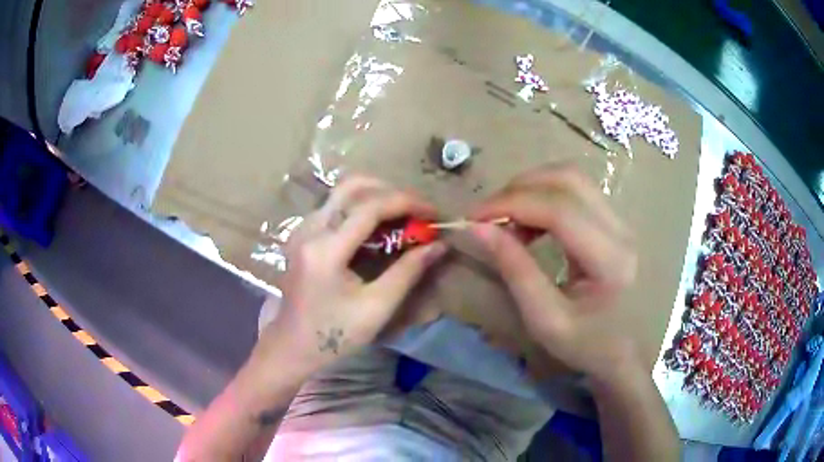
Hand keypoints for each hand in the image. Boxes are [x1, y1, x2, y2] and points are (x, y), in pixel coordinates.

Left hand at [266, 176, 446, 369]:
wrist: (291, 347)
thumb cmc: (334, 334)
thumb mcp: (376, 307)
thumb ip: (408, 272)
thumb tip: (438, 245)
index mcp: (325, 249)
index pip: (370, 207)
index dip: (407, 203)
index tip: (433, 213)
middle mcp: (310, 229)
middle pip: (352, 186)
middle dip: (390, 191)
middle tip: (416, 212)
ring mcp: (302, 229)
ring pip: (342, 193)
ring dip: (376, 197)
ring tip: (402, 218)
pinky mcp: (302, 235)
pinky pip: (334, 206)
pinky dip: (361, 208)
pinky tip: (377, 228)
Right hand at [468, 164, 638, 379]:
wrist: (629, 350)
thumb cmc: (589, 345)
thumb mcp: (546, 320)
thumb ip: (515, 270)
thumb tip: (479, 229)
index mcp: (611, 260)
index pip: (559, 210)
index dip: (511, 204)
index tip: (474, 217)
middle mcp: (622, 230)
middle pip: (569, 180)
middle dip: (520, 188)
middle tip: (489, 215)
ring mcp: (622, 221)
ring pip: (573, 179)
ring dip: (533, 188)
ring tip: (508, 218)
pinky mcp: (616, 222)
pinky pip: (577, 192)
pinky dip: (545, 196)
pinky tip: (531, 222)